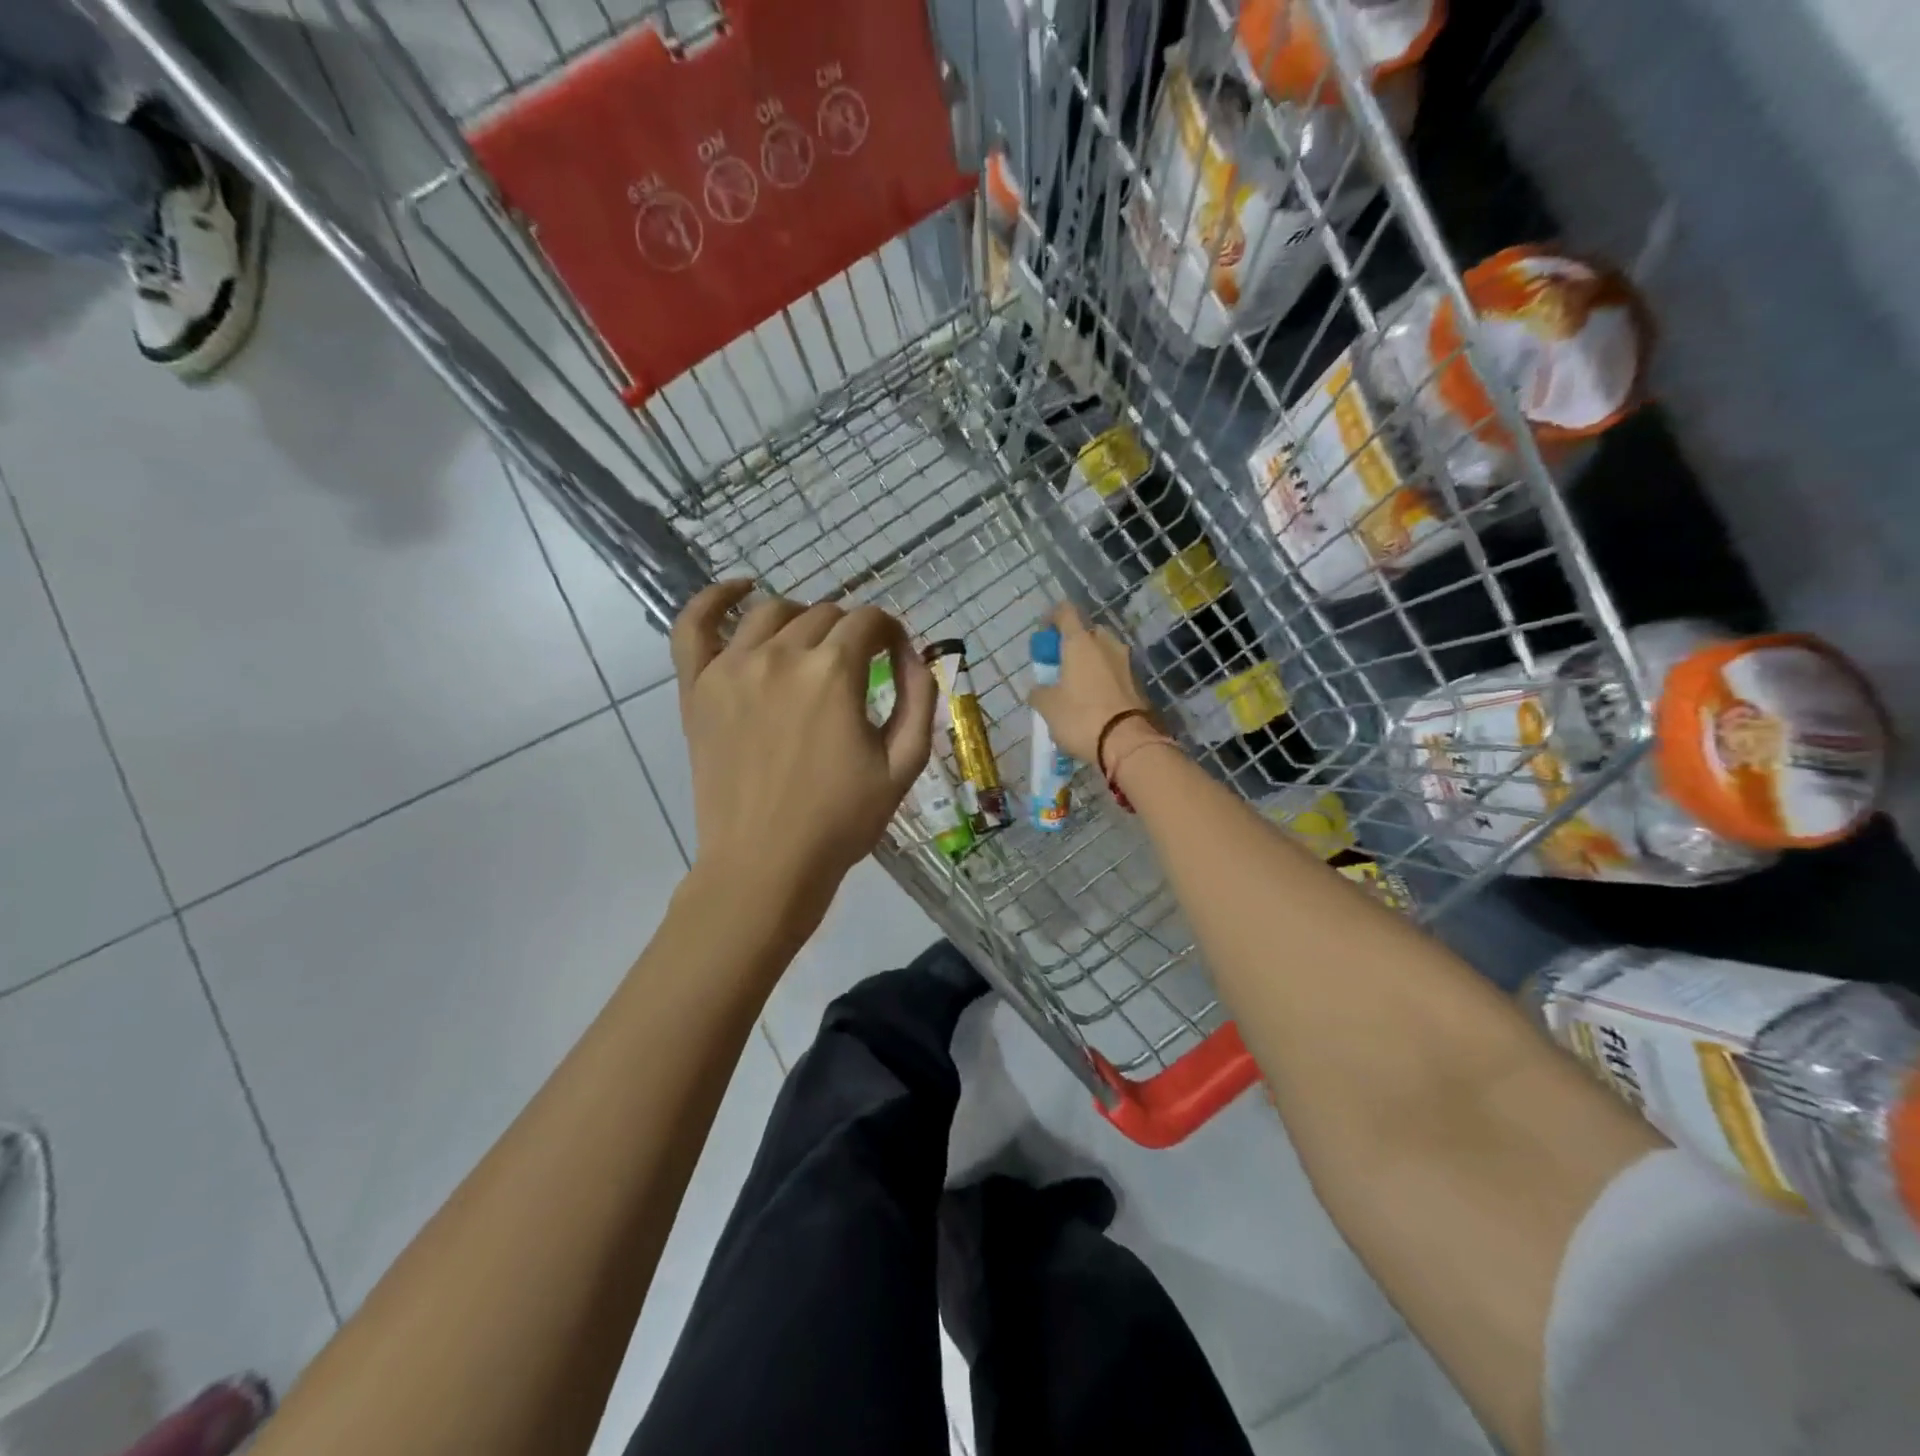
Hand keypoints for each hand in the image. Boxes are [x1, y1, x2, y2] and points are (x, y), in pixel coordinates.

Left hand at [670, 583, 936, 923]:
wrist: (766, 865)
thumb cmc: (841, 821)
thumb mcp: (904, 764)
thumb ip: (919, 697)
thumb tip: (914, 654)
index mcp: (834, 672)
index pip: (870, 621)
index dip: (890, 634)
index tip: (895, 656)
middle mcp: (781, 655)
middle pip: (825, 615)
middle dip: (851, 634)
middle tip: (858, 670)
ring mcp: (731, 667)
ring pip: (773, 613)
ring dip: (803, 621)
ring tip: (812, 649)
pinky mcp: (698, 688)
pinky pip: (694, 624)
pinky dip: (715, 599)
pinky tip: (740, 590)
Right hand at [1027, 603, 1155, 765]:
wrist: (1128, 743)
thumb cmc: (1081, 717)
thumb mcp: (1048, 707)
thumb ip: (1039, 692)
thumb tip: (1039, 690)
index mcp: (1081, 642)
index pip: (1065, 612)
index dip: (1052, 618)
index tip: (1044, 635)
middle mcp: (1107, 645)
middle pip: (1087, 633)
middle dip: (1073, 644)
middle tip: (1061, 666)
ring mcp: (1126, 663)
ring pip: (1104, 653)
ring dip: (1090, 663)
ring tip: (1077, 687)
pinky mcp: (1139, 684)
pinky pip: (1115, 673)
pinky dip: (1104, 679)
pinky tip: (1095, 701)